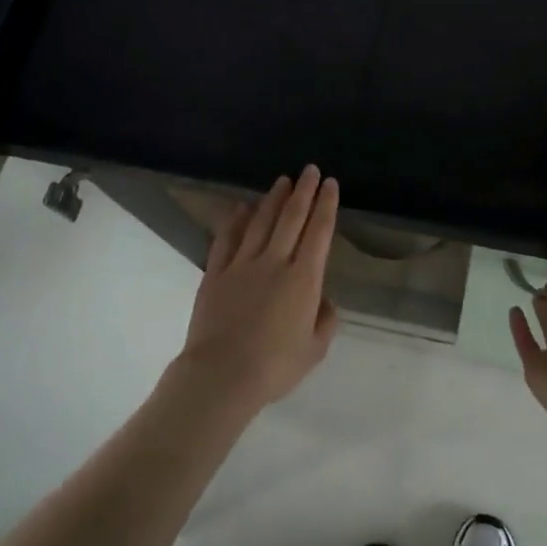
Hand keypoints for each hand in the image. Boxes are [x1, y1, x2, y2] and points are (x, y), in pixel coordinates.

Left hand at [177, 165, 340, 414]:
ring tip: (282, 181)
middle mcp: (275, 262)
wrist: (222, 375)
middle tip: (310, 170)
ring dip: (273, 199)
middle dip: (304, 191)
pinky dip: (236, 220)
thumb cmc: (275, 366)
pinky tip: (241, 207)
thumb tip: (324, 300)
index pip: (319, 232)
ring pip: (261, 222)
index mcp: (304, 279)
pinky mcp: (216, 273)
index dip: (327, 205)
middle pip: (292, 218)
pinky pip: (227, 239)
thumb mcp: (315, 349)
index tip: (331, 184)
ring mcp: (242, 265)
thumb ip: (325, 320)